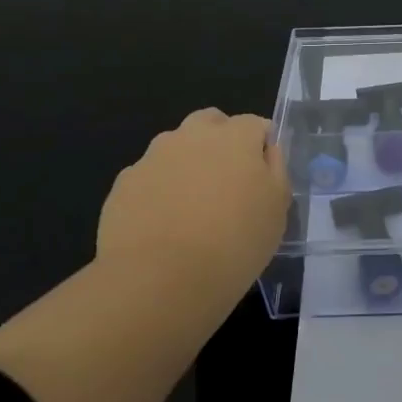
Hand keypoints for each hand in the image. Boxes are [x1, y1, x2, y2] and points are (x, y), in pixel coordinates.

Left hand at [94, 108, 289, 324]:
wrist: (160, 279)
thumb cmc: (234, 242)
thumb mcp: (277, 209)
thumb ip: (276, 170)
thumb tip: (267, 152)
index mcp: (235, 137)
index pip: (256, 124)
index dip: (262, 147)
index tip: (263, 177)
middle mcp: (192, 135)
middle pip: (211, 122)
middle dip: (221, 141)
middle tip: (227, 182)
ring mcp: (153, 156)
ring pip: (176, 147)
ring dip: (187, 163)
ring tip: (191, 208)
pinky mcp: (124, 183)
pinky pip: (149, 176)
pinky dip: (158, 190)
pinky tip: (163, 225)